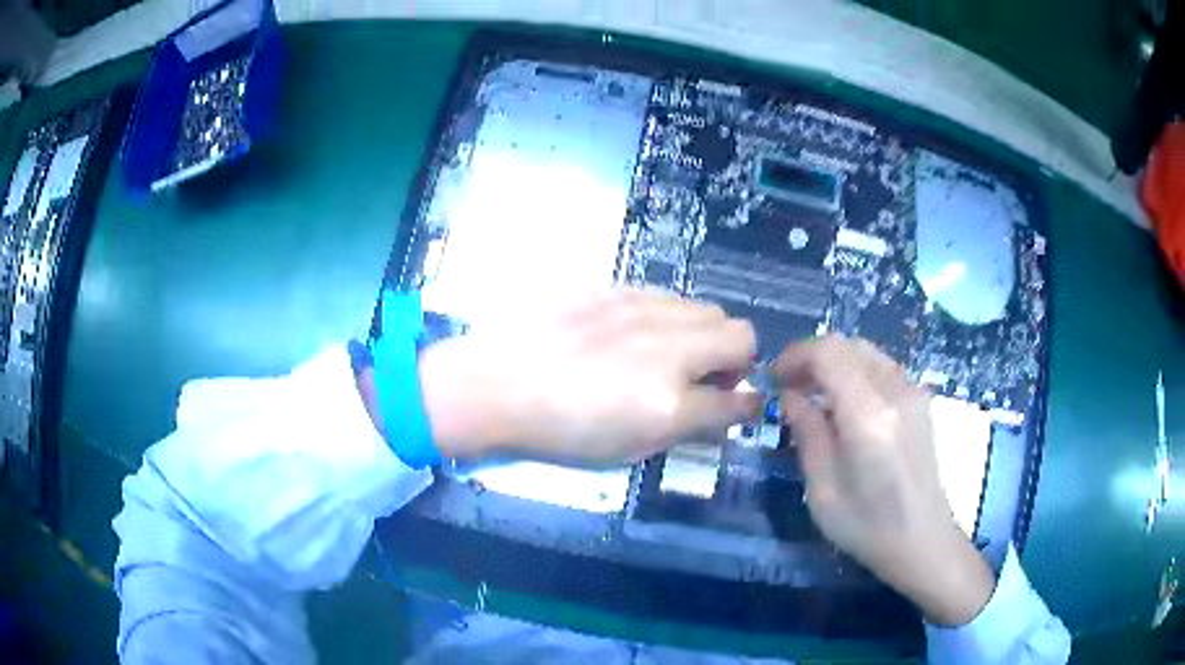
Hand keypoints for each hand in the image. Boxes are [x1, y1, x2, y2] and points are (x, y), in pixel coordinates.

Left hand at [416, 289, 760, 464]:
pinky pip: (670, 296)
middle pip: (741, 335)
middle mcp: (669, 349)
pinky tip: (641, 332)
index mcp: (670, 403)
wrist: (497, 383)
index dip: (748, 404)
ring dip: (707, 334)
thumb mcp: (626, 450)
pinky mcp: (620, 288)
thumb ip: (683, 429)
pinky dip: (673, 317)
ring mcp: (645, 311)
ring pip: (710, 309)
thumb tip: (716, 411)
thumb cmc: (558, 432)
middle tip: (711, 377)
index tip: (744, 404)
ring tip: (675, 353)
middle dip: (738, 359)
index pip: (739, 400)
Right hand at [774, 335, 994, 625]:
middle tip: (790, 387)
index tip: (774, 379)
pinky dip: (856, 374)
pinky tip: (846, 407)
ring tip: (815, 397)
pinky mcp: (921, 401)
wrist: (923, 540)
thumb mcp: (823, 490)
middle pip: (849, 345)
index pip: (829, 353)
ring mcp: (913, 393)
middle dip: (813, 357)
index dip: (796, 355)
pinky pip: (882, 369)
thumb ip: (807, 434)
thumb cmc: (868, 527)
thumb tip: (790, 396)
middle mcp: (896, 391)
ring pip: (866, 353)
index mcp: (869, 416)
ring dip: (835, 364)